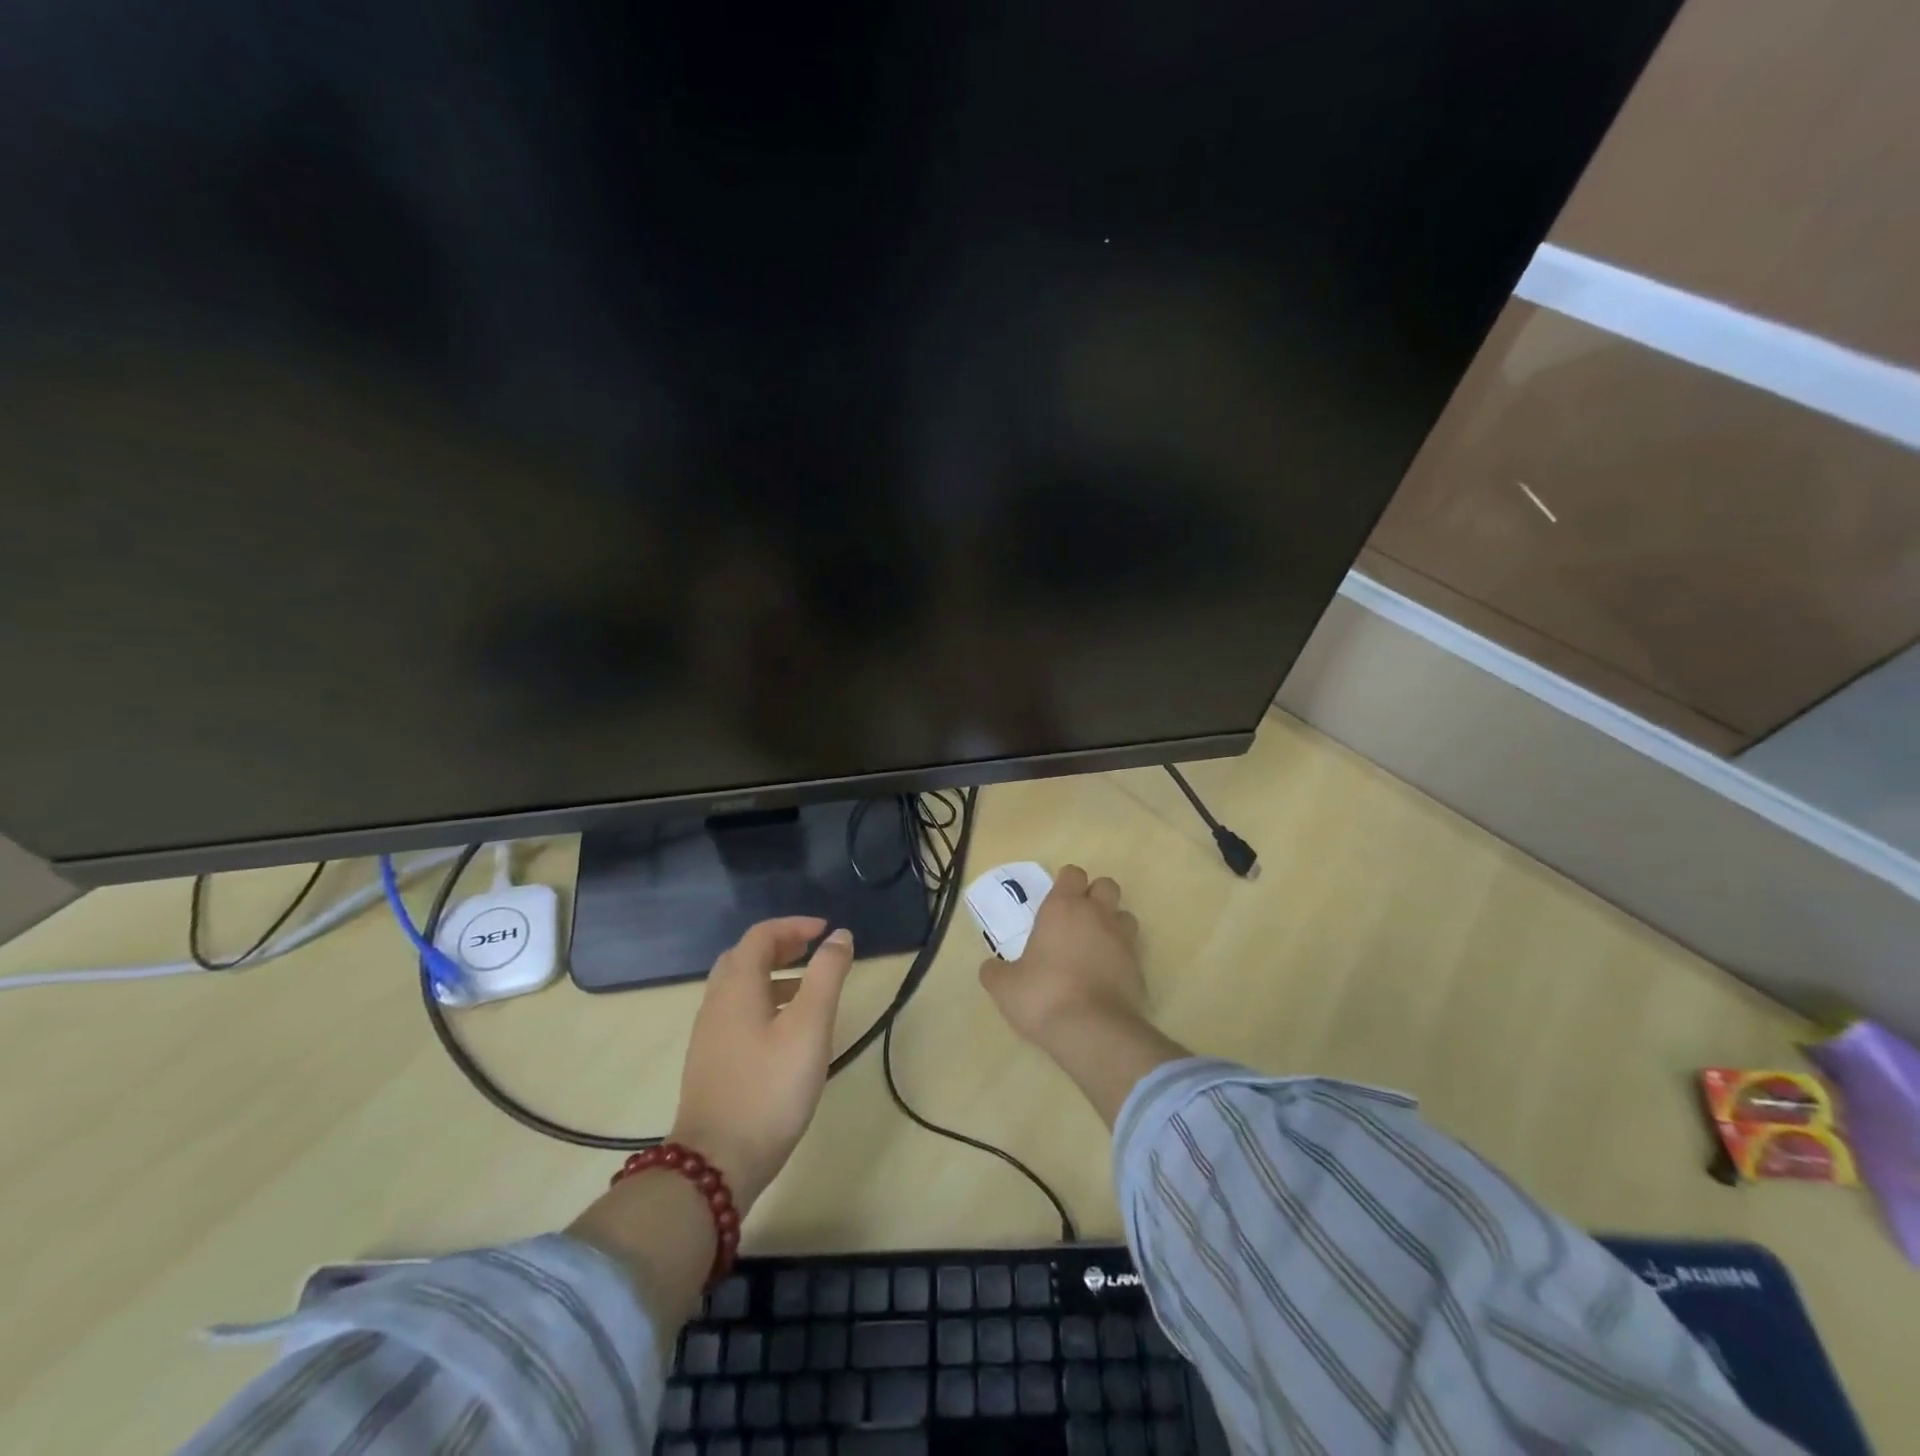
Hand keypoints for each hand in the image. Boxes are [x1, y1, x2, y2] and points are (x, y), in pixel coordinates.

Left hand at [672, 917, 853, 1210]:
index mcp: (737, 987)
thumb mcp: (809, 1027)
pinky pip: (735, 1012)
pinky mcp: (710, 1061)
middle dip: (779, 945)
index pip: (761, 936)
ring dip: (771, 974)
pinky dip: (762, 1001)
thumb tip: (839, 936)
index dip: (794, 925)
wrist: (715, 1164)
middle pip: (744, 957)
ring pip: (738, 986)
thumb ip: (826, 975)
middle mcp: (716, 1002)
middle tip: (812, 950)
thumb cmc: (769, 1088)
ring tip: (806, 987)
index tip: (826, 931)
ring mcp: (708, 1034)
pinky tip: (784, 1030)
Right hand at [980, 865, 1145, 1049]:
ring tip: (1095, 946)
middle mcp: (1097, 914)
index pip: (1073, 874)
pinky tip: (1106, 975)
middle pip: (1106, 885)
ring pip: (1124, 915)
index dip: (1065, 883)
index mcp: (1063, 908)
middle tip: (1077, 920)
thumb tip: (991, 968)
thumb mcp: (1005, 987)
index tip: (1055, 902)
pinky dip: (1121, 956)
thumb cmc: (1044, 996)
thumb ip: (996, 971)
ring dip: (1112, 923)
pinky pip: (1132, 949)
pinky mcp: (1139, 966)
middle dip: (1095, 896)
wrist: (1093, 1031)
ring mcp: (1123, 939)